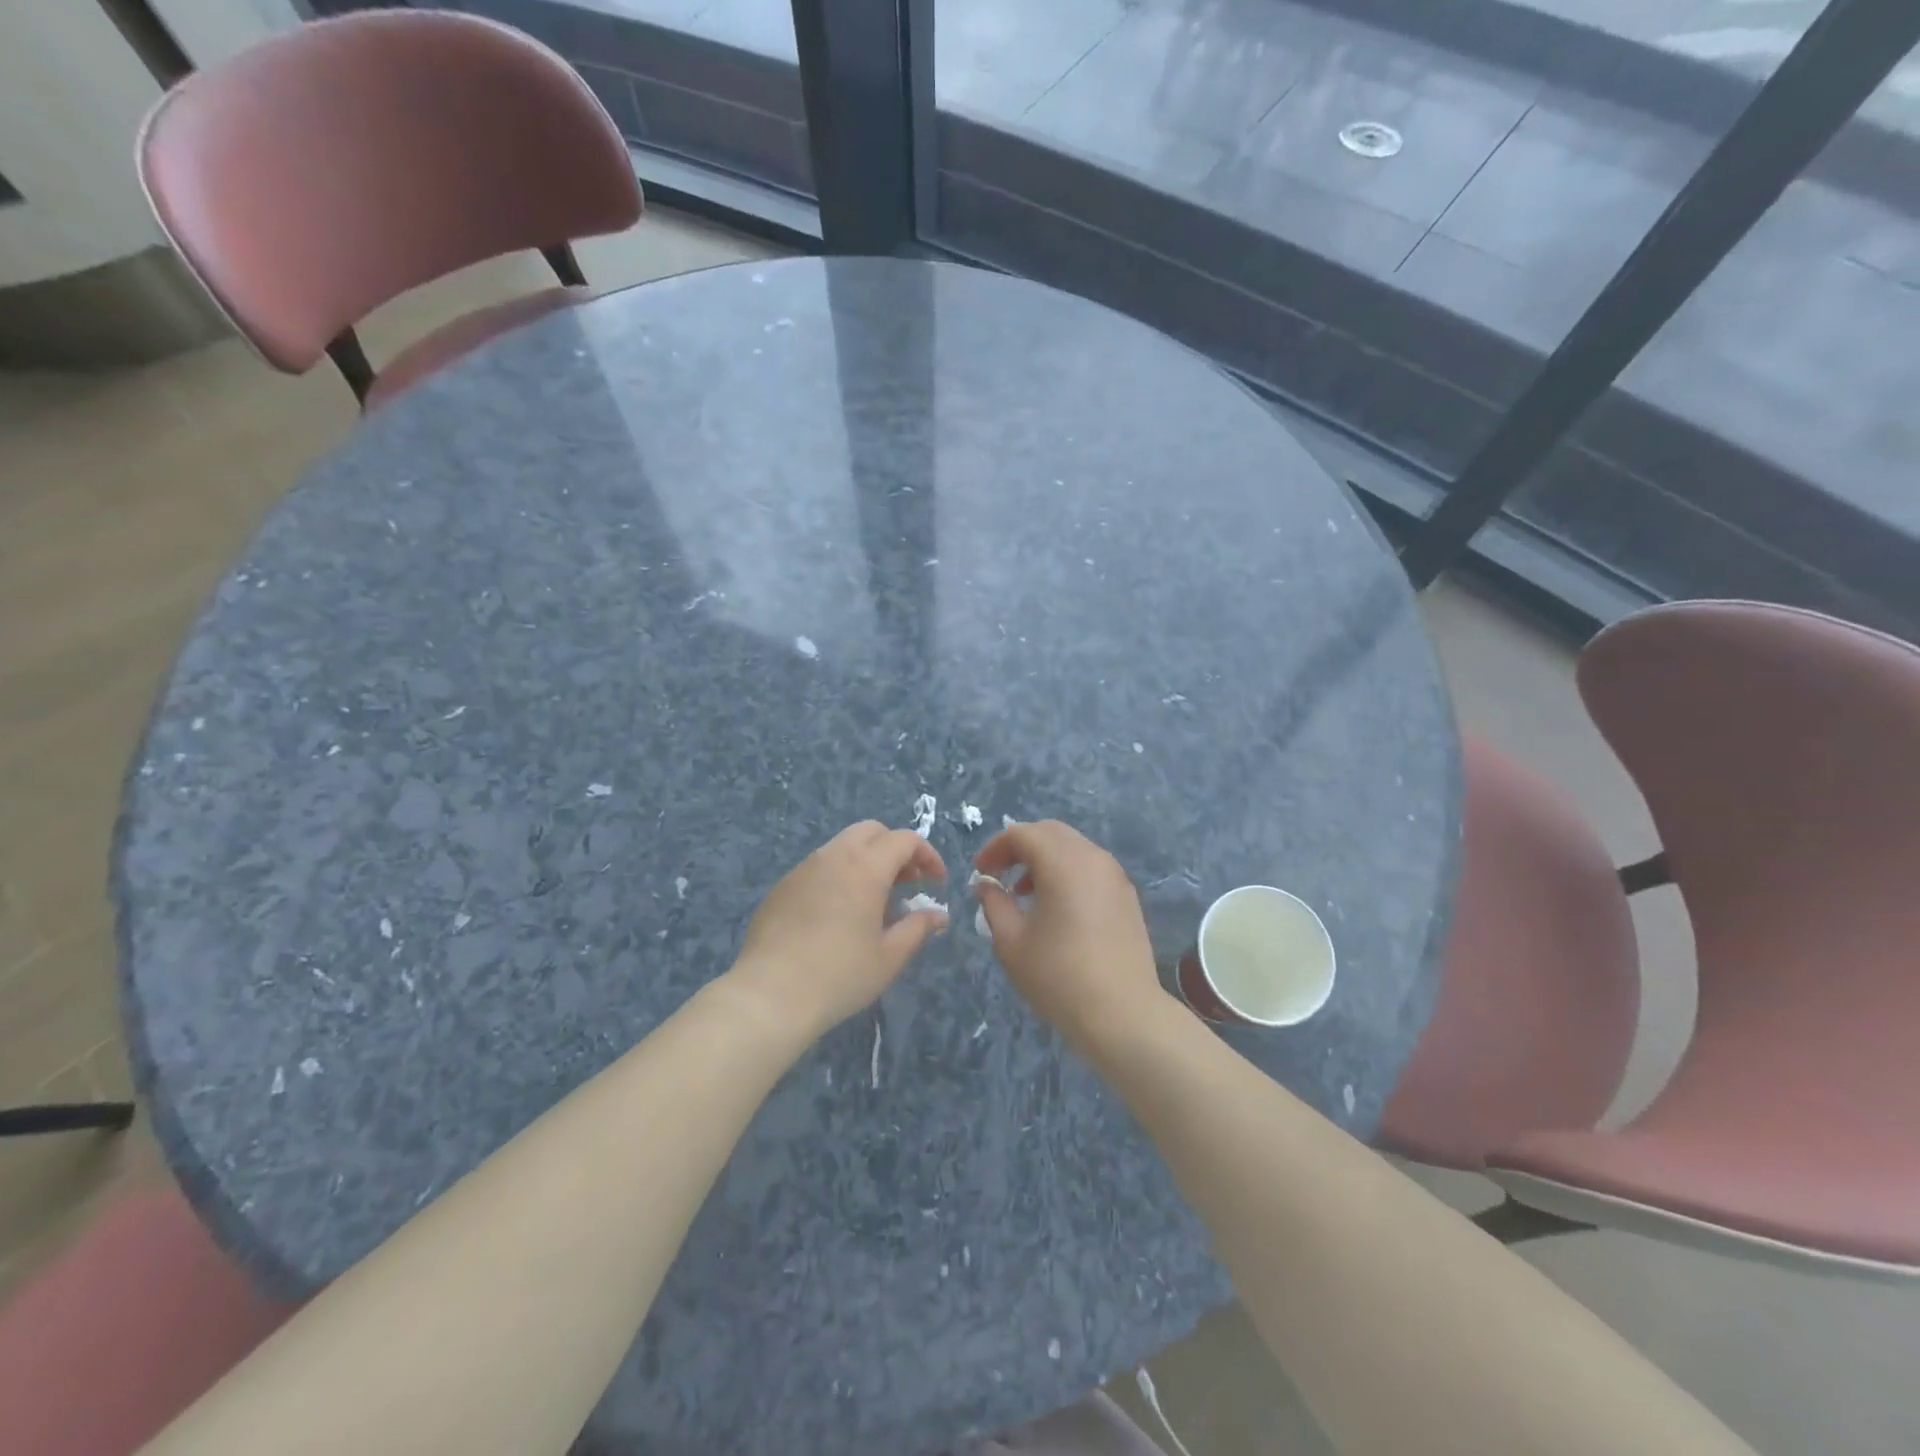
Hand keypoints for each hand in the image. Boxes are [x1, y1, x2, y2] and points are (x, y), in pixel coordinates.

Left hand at [729, 821, 948, 1039]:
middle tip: (907, 882)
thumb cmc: (840, 975)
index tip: (936, 882)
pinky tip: (838, 914)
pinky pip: (818, 867)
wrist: (770, 995)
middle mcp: (834, 856)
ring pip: (842, 846)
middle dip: (895, 849)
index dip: (927, 855)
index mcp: (866, 867)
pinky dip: (839, 876)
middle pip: (872, 831)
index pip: (905, 840)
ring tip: (874, 900)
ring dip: (866, 861)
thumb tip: (937, 915)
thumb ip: (917, 928)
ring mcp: (804, 868)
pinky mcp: (782, 886)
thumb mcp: (889, 956)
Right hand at [973, 820, 1168, 1049]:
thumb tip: (986, 885)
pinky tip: (1056, 907)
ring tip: (1024, 893)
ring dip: (1044, 859)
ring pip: (1073, 847)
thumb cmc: (1059, 977)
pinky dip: (1067, 872)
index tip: (979, 873)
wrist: (1123, 1014)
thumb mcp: (1012, 942)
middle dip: (1020, 847)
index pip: (1022, 834)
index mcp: (1063, 863)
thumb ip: (994, 904)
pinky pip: (1090, 867)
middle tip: (999, 874)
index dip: (995, 847)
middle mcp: (1093, 858)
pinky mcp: (1127, 896)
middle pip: (1050, 832)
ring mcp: (1115, 876)